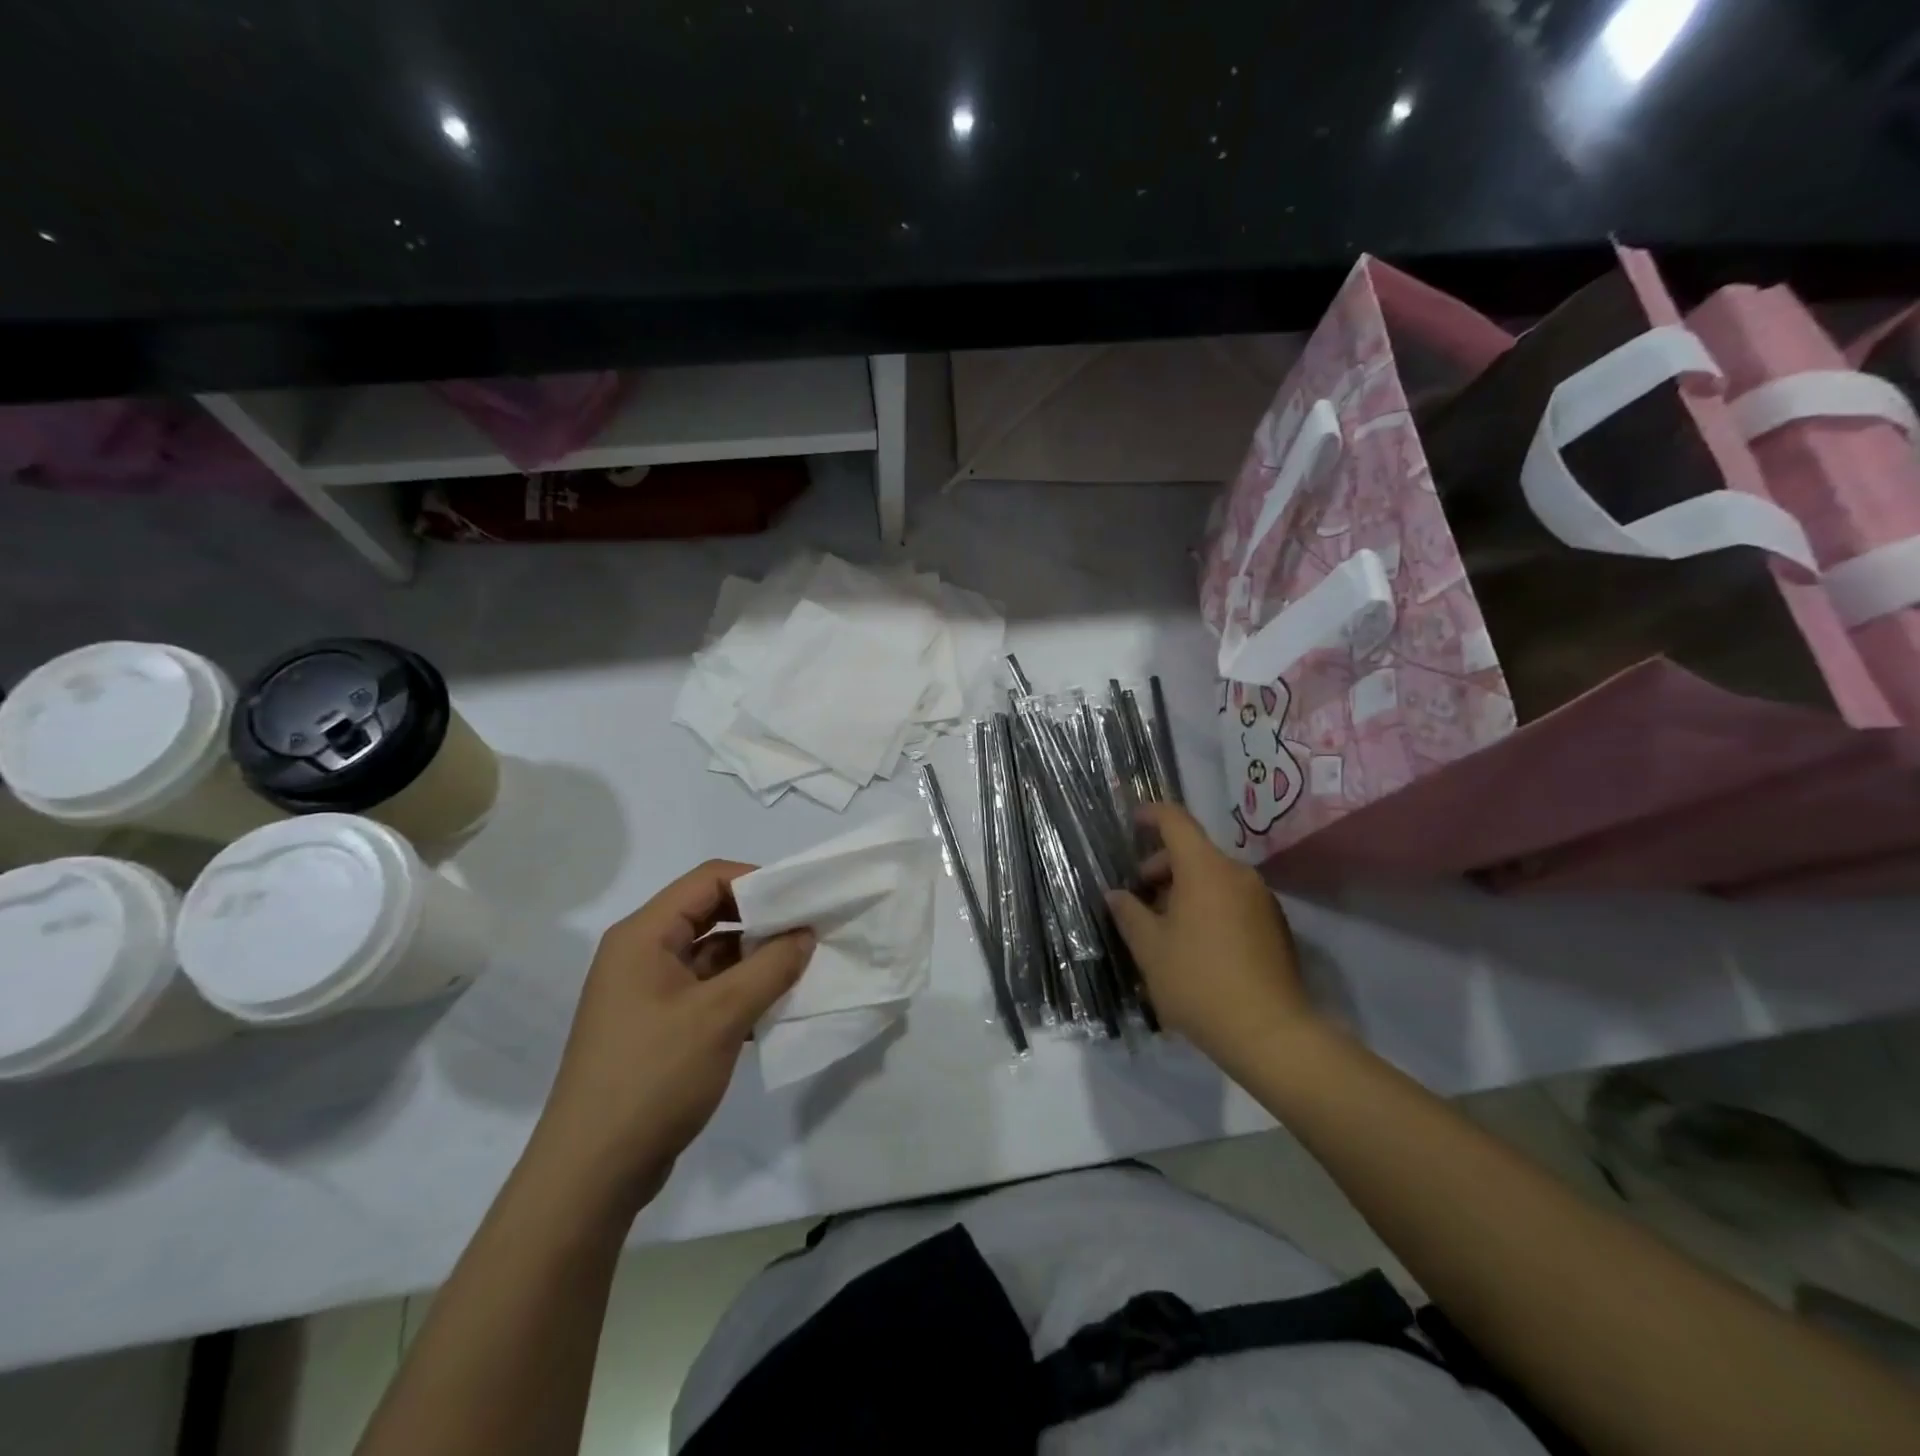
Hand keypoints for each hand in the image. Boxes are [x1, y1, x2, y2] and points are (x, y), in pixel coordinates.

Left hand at [529, 860, 813, 1214]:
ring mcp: (648, 993)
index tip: (803, 901)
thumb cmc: (653, 1077)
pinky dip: (742, 993)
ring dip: (756, 960)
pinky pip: (708, 991)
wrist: (593, 1173)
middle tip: (810, 933)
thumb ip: (771, 966)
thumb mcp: (722, 1015)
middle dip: (762, 922)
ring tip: (803, 970)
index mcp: (644, 935)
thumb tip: (805, 934)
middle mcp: (642, 954)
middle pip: (711, 914)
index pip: (708, 880)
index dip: (758, 882)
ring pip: (713, 956)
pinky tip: (777, 1010)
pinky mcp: (658, 1027)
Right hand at [1106, 803, 1314, 1073]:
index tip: (1134, 821)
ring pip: (1214, 877)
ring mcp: (1261, 899)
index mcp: (1205, 869)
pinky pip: (1232, 899)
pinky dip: (1208, 905)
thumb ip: (1129, 914)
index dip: (1152, 815)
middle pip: (1194, 852)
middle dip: (1162, 866)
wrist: (1270, 1033)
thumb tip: (1116, 895)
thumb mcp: (1150, 949)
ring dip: (1185, 889)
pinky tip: (1195, 943)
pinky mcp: (1275, 925)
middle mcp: (1238, 874)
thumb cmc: (1199, 982)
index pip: (1176, 821)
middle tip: (1139, 898)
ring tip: (1164, 926)